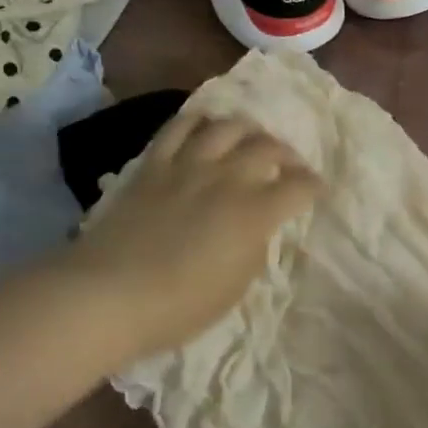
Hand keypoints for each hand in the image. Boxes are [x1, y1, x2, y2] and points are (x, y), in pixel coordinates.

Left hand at [68, 109, 320, 363]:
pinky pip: (180, 127)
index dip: (314, 186)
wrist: (110, 294)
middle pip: (269, 147)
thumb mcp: (236, 286)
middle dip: (288, 155)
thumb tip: (258, 227)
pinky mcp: (154, 164)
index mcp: (255, 213)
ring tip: (251, 141)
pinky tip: (206, 127)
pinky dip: (200, 121)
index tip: (317, 191)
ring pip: (228, 127)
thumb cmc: (180, 306)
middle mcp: (228, 178)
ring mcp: (189, 166)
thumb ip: (254, 248)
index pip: (299, 186)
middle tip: (289, 166)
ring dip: (249, 130)